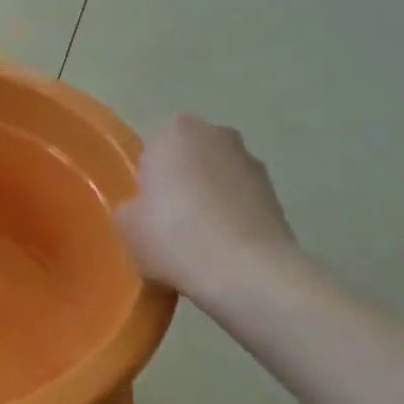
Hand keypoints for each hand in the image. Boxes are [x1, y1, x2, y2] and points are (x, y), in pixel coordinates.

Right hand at [115, 114, 299, 301]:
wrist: (247, 272)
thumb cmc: (174, 236)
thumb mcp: (126, 224)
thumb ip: (132, 206)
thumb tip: (147, 211)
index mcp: (176, 131)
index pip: (152, 148)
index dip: (147, 179)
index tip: (147, 208)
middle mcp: (218, 134)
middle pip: (188, 159)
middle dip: (181, 183)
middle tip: (168, 223)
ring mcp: (253, 164)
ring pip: (217, 179)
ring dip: (209, 200)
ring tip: (199, 242)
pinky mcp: (277, 195)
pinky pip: (241, 203)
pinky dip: (232, 219)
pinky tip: (223, 251)